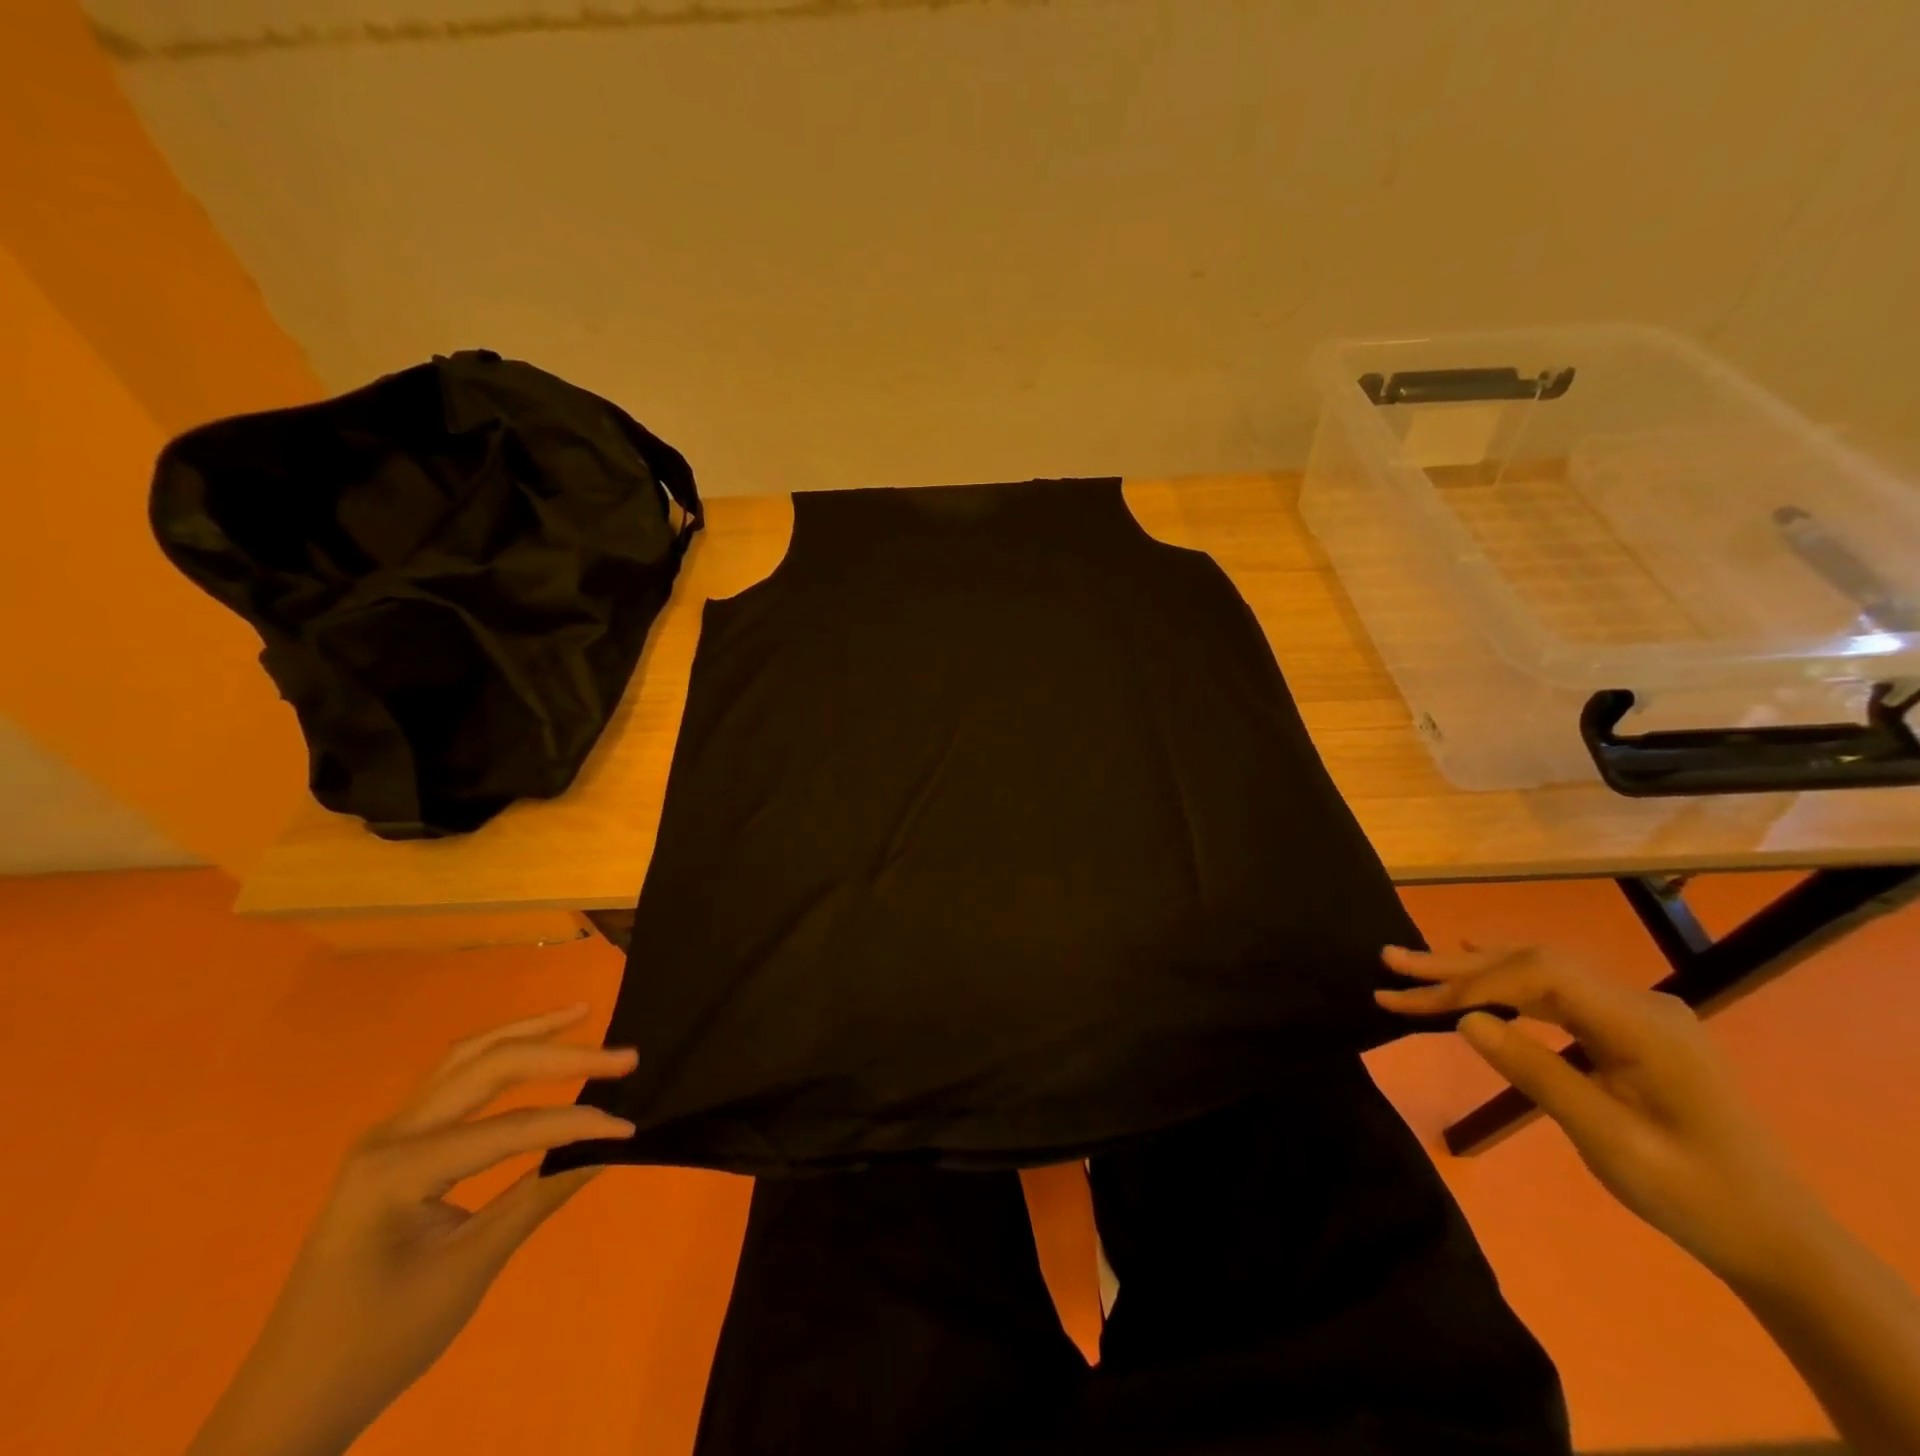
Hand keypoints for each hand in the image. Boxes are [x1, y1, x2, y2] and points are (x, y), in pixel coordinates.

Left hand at [188, 1005, 637, 1455]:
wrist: (289, 1400)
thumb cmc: (378, 1342)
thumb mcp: (469, 1270)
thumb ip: (541, 1195)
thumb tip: (608, 1147)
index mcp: (398, 1168)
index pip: (511, 1127)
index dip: (576, 1124)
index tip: (629, 1129)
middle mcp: (389, 1133)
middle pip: (489, 1066)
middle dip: (561, 1054)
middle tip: (624, 1055)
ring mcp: (386, 1134)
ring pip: (467, 1058)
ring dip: (527, 1034)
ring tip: (580, 1012)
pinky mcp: (393, 1145)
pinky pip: (453, 1080)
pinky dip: (499, 1056)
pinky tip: (528, 1048)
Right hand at [1375, 945, 1825, 1286]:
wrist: (1774, 1238)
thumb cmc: (1692, 1194)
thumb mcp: (1609, 1139)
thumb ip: (1536, 1072)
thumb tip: (1465, 1021)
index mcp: (1642, 1024)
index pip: (1540, 976)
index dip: (1473, 983)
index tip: (1417, 1002)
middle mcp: (1637, 1002)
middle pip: (1532, 965)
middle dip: (1456, 967)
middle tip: (1390, 961)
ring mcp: (1634, 1012)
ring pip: (1538, 974)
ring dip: (1472, 972)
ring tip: (1412, 966)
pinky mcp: (1627, 1028)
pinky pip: (1554, 992)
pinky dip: (1504, 982)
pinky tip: (1476, 965)